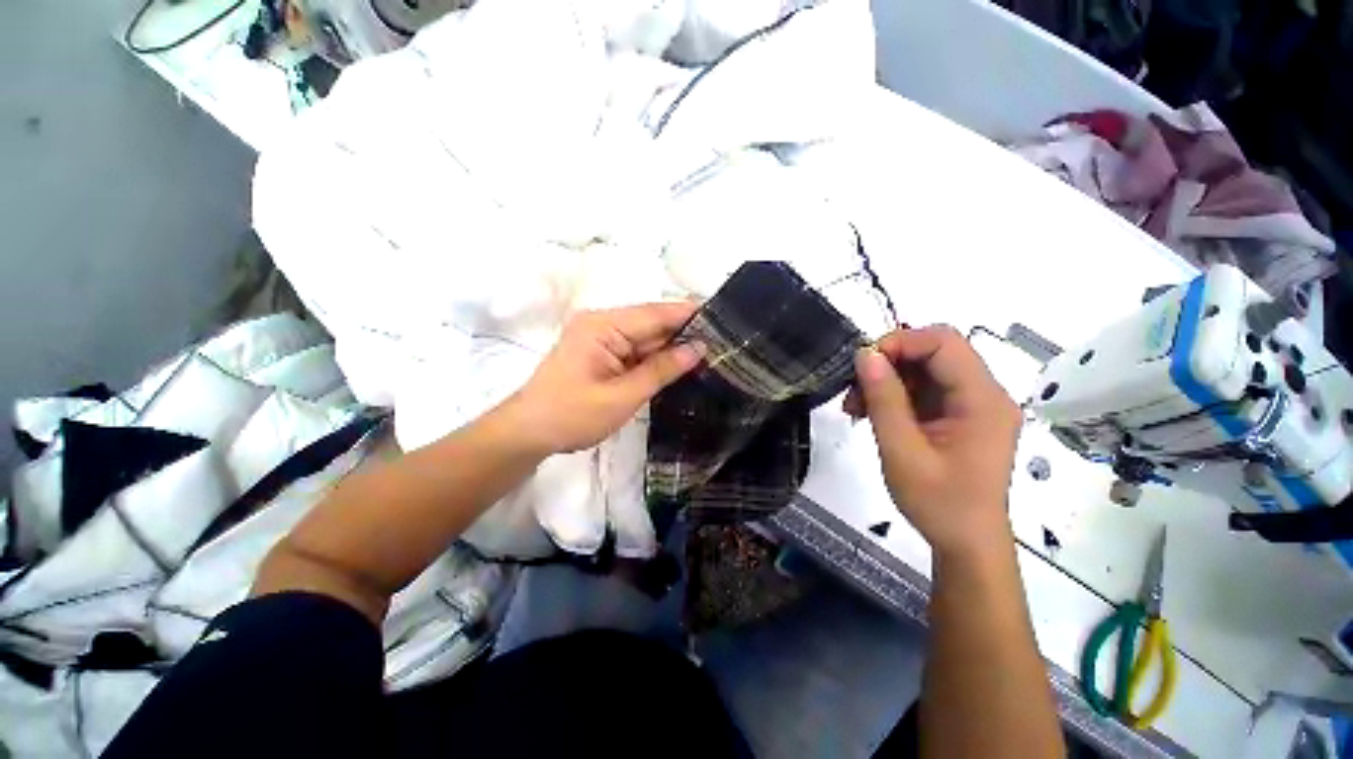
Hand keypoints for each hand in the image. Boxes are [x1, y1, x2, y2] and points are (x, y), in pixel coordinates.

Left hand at [501, 303, 703, 455]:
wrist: (528, 432)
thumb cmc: (572, 415)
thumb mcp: (622, 396)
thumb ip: (661, 370)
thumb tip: (698, 349)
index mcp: (603, 325)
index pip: (655, 314)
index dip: (689, 314)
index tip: (723, 318)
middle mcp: (602, 323)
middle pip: (652, 323)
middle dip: (684, 333)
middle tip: (723, 342)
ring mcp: (600, 337)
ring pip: (646, 338)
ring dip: (671, 348)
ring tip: (710, 353)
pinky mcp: (601, 352)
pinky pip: (635, 350)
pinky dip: (655, 358)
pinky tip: (679, 365)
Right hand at [844, 326, 1021, 558]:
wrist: (966, 544)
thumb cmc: (938, 504)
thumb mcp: (902, 451)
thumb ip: (884, 399)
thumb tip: (865, 354)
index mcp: (983, 400)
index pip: (944, 343)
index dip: (900, 343)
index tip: (862, 365)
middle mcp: (985, 394)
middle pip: (934, 352)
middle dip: (888, 363)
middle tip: (854, 389)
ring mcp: (973, 405)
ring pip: (924, 369)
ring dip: (886, 380)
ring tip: (855, 407)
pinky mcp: (959, 416)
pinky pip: (924, 389)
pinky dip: (894, 395)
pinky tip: (871, 413)